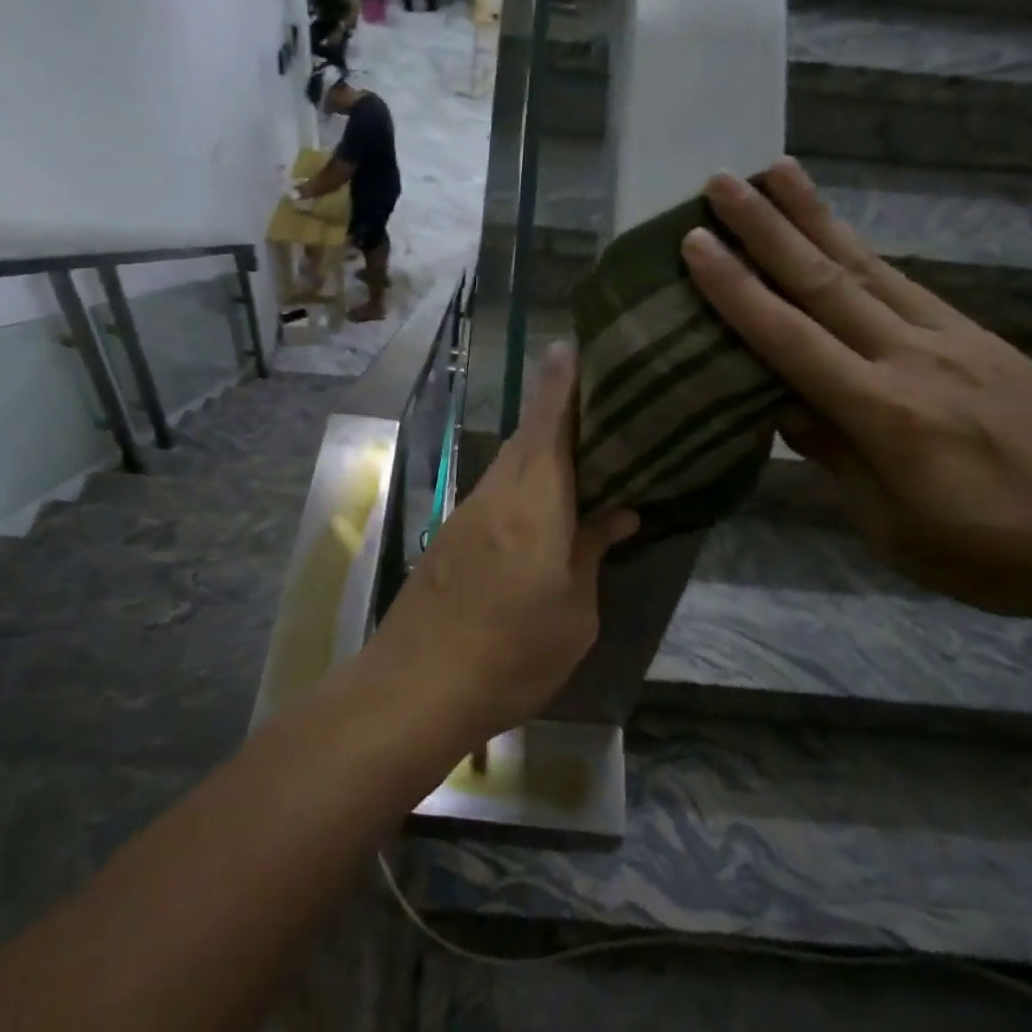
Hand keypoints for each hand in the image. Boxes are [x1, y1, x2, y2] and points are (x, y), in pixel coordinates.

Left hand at [363, 346, 638, 749]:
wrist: (415, 687)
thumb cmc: (511, 654)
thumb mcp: (573, 614)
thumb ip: (590, 553)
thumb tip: (616, 514)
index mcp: (534, 504)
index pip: (549, 425)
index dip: (560, 383)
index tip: (568, 344)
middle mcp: (496, 495)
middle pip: (528, 437)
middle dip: (555, 407)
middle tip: (593, 392)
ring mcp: (466, 514)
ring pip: (509, 464)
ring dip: (539, 446)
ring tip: (578, 443)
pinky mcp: (451, 538)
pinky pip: (496, 492)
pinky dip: (522, 481)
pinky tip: (542, 500)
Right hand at [681, 160, 1031, 623]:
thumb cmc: (998, 552)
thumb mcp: (895, 528)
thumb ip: (836, 458)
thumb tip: (783, 407)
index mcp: (884, 413)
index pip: (790, 339)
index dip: (737, 291)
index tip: (696, 245)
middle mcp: (913, 358)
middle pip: (825, 281)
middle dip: (766, 228)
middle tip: (721, 181)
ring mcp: (952, 339)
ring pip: (867, 266)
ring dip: (815, 217)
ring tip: (777, 172)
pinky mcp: (980, 337)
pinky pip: (905, 284)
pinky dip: (863, 251)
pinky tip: (841, 235)